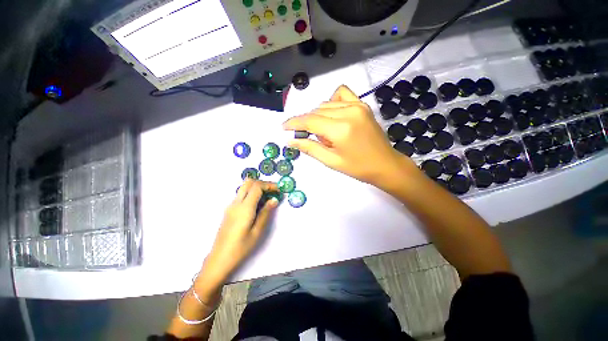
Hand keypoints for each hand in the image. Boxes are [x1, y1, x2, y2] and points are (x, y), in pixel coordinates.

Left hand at [202, 179, 278, 285]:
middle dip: (263, 183)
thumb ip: (266, 213)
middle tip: (273, 191)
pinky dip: (251, 194)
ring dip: (257, 187)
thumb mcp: (257, 231)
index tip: (278, 189)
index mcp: (244, 208)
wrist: (219, 259)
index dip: (269, 185)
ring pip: (244, 188)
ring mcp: (231, 206)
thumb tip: (274, 200)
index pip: (257, 186)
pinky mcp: (229, 210)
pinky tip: (258, 204)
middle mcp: (236, 203)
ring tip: (268, 197)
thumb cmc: (240, 248)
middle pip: (249, 182)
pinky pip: (241, 195)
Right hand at [283, 85, 417, 188]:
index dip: (294, 123)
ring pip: (325, 104)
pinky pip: (341, 94)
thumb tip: (290, 141)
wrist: (385, 164)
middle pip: (316, 111)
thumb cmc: (358, 168)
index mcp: (340, 129)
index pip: (309, 121)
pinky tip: (333, 115)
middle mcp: (348, 111)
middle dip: (307, 124)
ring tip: (326, 133)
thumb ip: (310, 148)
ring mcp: (357, 105)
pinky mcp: (363, 104)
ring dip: (318, 117)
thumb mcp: (331, 161)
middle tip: (311, 139)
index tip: (283, 127)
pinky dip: (331, 102)